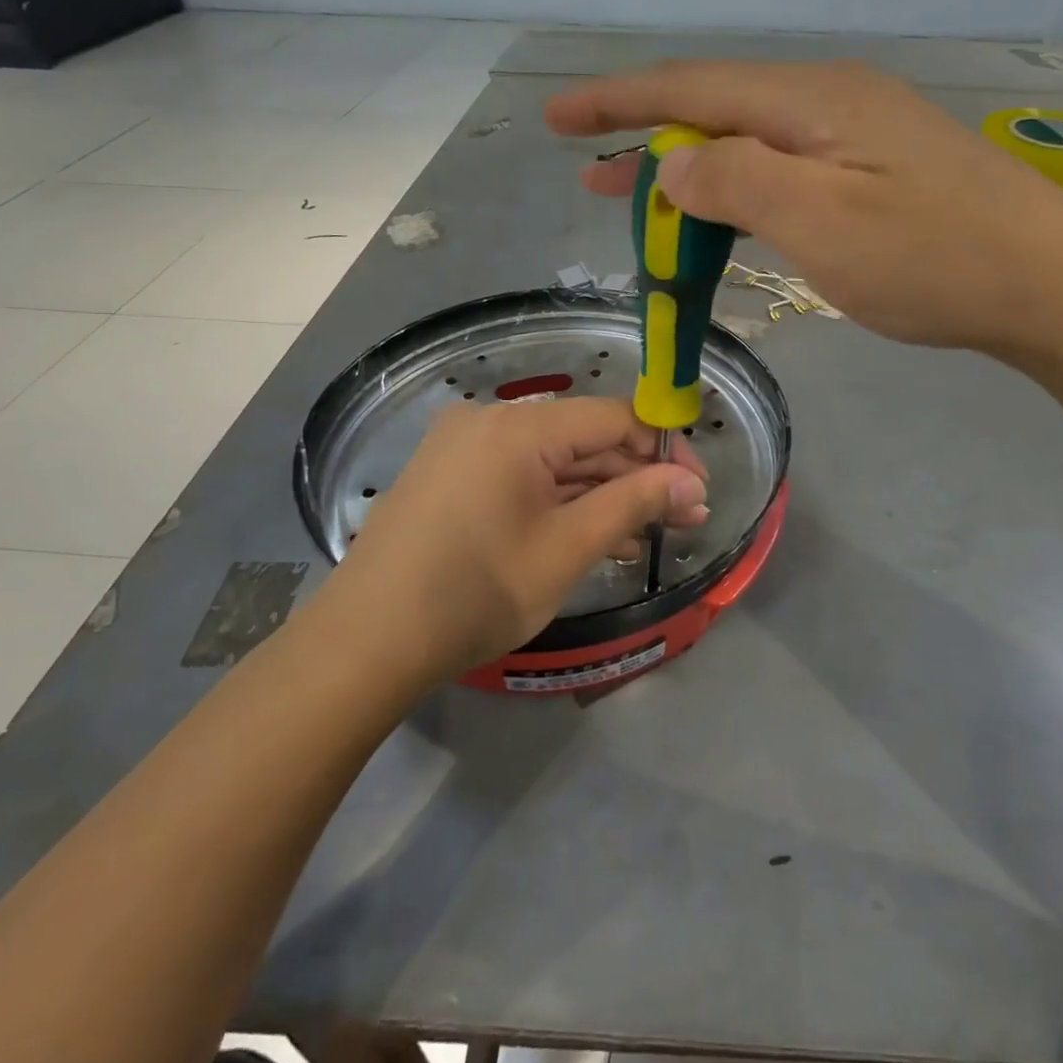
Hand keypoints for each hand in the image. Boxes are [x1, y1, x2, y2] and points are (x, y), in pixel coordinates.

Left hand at [327, 398, 707, 682]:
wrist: (365, 643)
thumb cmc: (476, 594)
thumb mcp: (567, 549)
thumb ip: (633, 504)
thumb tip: (691, 482)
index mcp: (519, 427)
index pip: (613, 418)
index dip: (663, 450)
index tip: (697, 490)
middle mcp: (489, 420)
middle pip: (583, 438)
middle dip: (636, 478)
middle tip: (683, 520)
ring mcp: (463, 446)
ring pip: (553, 460)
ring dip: (601, 493)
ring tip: (646, 534)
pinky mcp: (449, 474)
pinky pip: (521, 475)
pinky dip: (559, 501)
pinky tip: (593, 533)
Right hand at [547, 60, 1062, 368]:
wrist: (1050, 285)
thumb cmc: (933, 258)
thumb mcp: (820, 221)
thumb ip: (737, 180)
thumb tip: (672, 160)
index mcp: (812, 100)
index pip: (692, 87)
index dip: (619, 102)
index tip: (559, 119)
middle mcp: (831, 102)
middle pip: (717, 109)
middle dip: (647, 138)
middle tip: (588, 172)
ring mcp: (858, 136)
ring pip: (750, 143)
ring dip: (691, 170)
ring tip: (639, 203)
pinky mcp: (876, 172)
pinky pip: (784, 171)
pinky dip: (738, 192)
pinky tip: (723, 214)